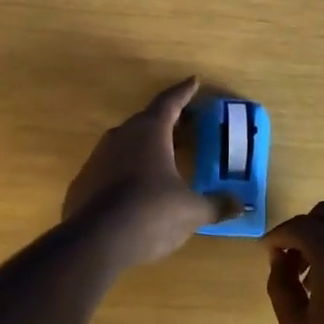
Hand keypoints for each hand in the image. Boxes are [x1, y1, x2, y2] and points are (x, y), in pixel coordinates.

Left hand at [63, 78, 220, 268]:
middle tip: (186, 123)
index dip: (184, 92)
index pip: (170, 102)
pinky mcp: (83, 182)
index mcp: (150, 132)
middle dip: (168, 121)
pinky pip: (110, 168)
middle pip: (147, 120)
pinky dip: (126, 171)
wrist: (94, 242)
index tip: (193, 81)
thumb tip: (240, 205)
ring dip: (145, 146)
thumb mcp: (191, 211)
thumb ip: (216, 205)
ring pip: (126, 143)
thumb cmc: (150, 213)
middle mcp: (122, 136)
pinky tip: (135, 189)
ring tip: (163, 157)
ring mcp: (98, 158)